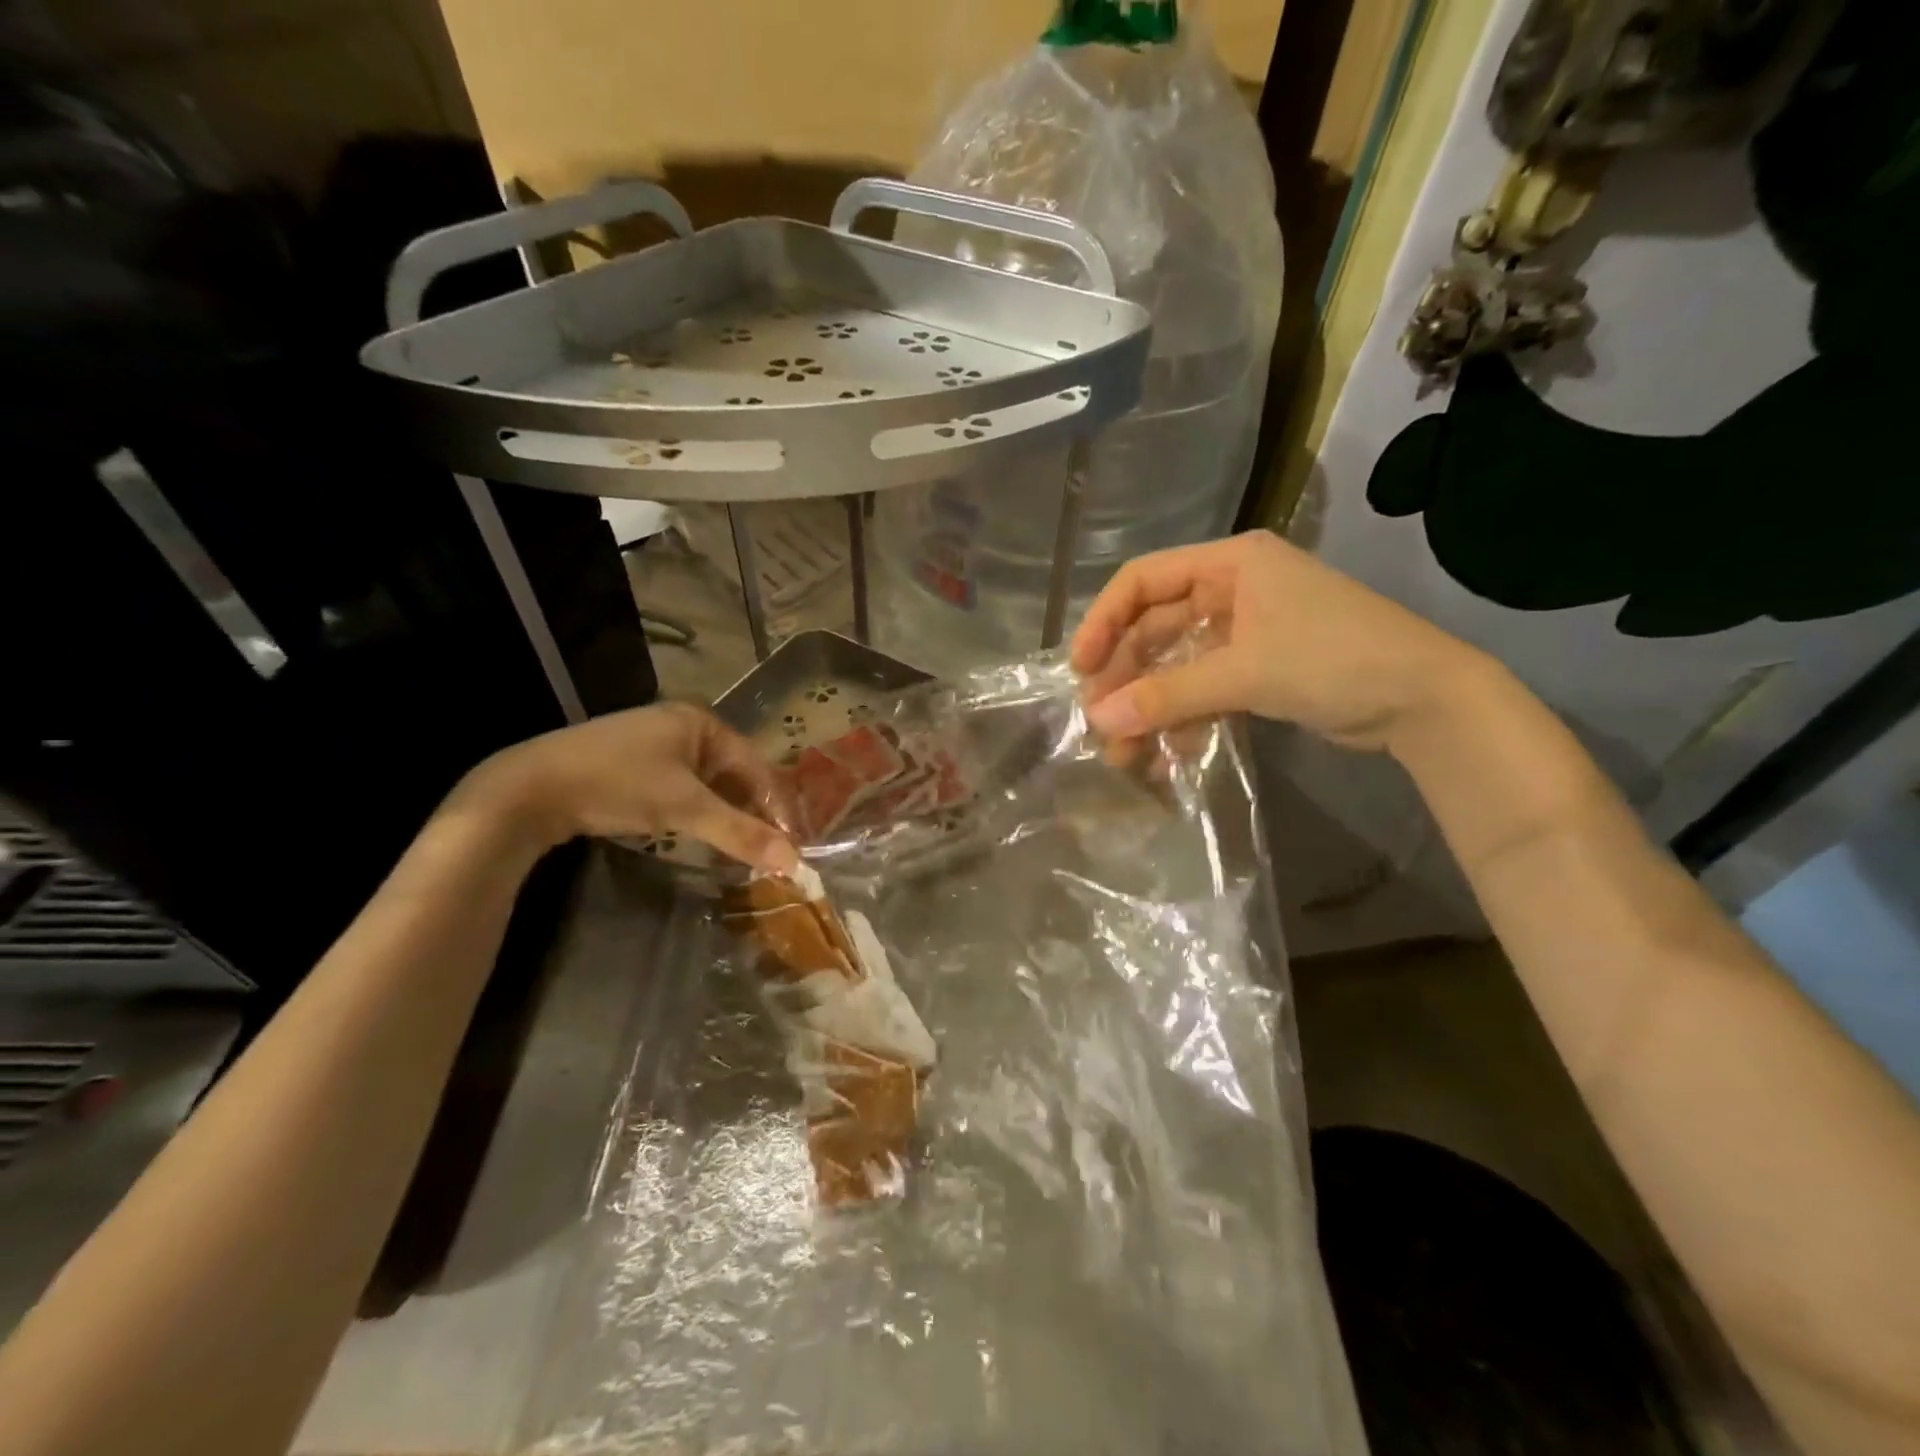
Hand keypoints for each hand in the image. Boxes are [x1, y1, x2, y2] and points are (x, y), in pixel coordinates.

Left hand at [454, 702, 798, 871]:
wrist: (528, 788)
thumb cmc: (617, 784)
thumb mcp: (685, 808)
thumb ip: (740, 833)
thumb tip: (794, 862)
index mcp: (702, 722)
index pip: (756, 766)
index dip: (777, 806)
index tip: (793, 843)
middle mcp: (683, 726)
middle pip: (734, 774)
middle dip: (752, 813)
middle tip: (770, 850)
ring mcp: (655, 745)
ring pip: (708, 785)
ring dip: (726, 816)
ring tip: (741, 850)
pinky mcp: (632, 767)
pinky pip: (681, 790)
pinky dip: (697, 814)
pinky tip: (702, 837)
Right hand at [1073, 531, 1492, 754]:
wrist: (1426, 700)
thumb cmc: (1334, 660)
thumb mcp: (1245, 672)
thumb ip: (1169, 695)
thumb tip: (1097, 720)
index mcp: (1230, 564)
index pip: (1143, 580)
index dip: (1104, 621)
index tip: (1081, 667)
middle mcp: (1233, 589)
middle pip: (1156, 627)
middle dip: (1127, 677)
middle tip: (1100, 721)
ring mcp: (1247, 630)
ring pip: (1178, 663)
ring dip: (1151, 705)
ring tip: (1126, 752)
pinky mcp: (1260, 667)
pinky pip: (1204, 686)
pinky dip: (1184, 716)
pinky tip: (1169, 752)